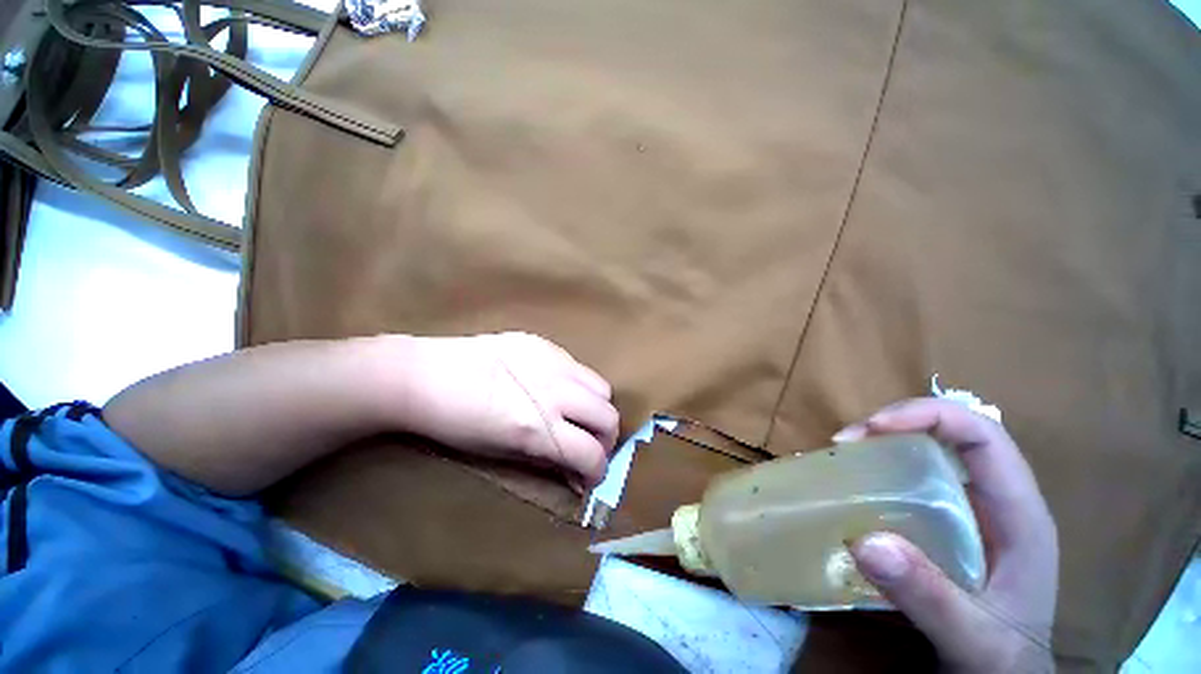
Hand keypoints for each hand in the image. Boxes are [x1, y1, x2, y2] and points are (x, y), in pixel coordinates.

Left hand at [386, 332, 618, 488]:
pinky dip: (575, 384)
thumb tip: (573, 472)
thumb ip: (544, 459)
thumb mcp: (499, 453)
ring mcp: (549, 362)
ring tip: (575, 418)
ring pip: (601, 387)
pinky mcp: (539, 341)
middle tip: (586, 449)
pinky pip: (575, 365)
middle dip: (604, 440)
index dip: (597, 472)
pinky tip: (552, 390)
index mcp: (537, 429)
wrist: (420, 378)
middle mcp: (552, 393)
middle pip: (608, 417)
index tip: (589, 478)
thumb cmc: (452, 427)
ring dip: (595, 409)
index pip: (591, 454)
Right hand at [836, 398, 1058, 673]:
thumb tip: (862, 541)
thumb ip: (923, 593)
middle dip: (913, 429)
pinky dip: (913, 494)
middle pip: (969, 441)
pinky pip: (947, 502)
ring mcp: (997, 523)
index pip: (985, 436)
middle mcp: (1013, 505)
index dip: (934, 416)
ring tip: (861, 466)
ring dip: (910, 457)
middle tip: (854, 443)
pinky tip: (884, 510)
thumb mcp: (967, 632)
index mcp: (1023, 513)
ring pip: (958, 468)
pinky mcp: (980, 542)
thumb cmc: (1003, 658)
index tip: (875, 427)